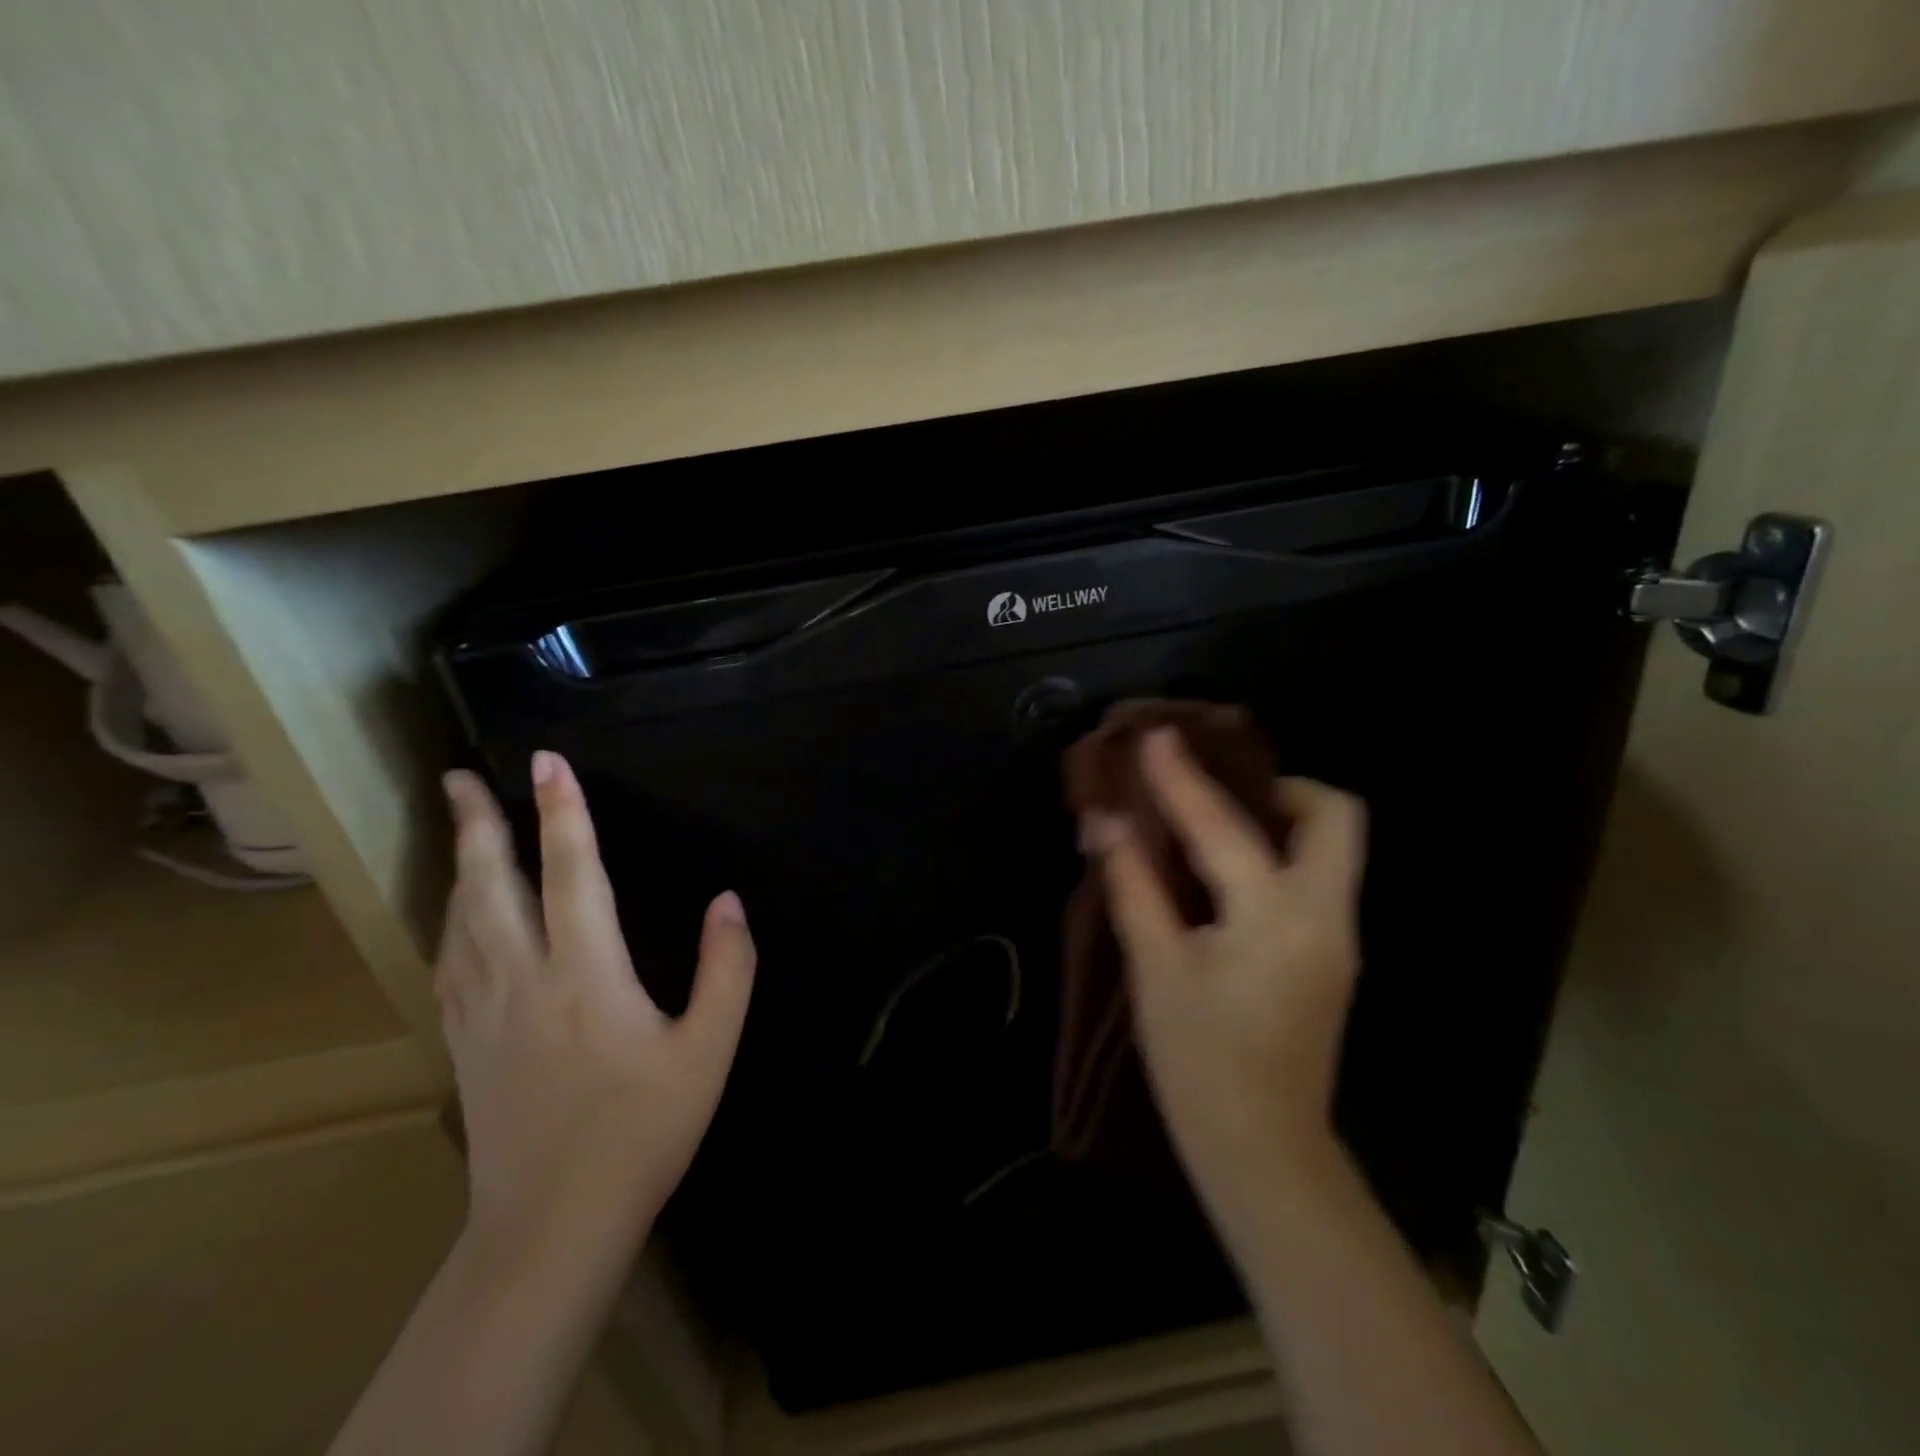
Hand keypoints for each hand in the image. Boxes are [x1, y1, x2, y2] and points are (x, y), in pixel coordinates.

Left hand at [435, 751, 755, 1257]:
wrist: (552, 1224)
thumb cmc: (643, 1130)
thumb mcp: (709, 1051)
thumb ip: (727, 970)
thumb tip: (730, 902)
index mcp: (587, 974)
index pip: (573, 871)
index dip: (564, 811)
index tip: (548, 761)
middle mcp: (524, 978)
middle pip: (491, 885)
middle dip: (478, 824)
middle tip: (459, 776)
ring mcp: (483, 1011)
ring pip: (460, 919)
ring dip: (459, 864)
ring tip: (458, 827)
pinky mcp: (464, 1042)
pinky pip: (449, 961)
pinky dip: (449, 919)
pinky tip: (453, 914)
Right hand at [1083, 727, 1365, 1210]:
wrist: (1264, 1151)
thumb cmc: (1199, 1063)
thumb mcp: (1155, 969)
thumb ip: (1133, 885)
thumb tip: (1105, 822)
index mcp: (1274, 917)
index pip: (1224, 825)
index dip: (1182, 777)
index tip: (1156, 736)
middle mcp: (1324, 915)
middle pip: (1333, 816)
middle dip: (1278, 786)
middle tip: (1218, 789)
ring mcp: (1339, 937)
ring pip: (1331, 846)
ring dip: (1279, 817)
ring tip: (1214, 821)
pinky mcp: (1333, 956)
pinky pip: (1315, 878)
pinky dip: (1276, 854)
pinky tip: (1226, 872)